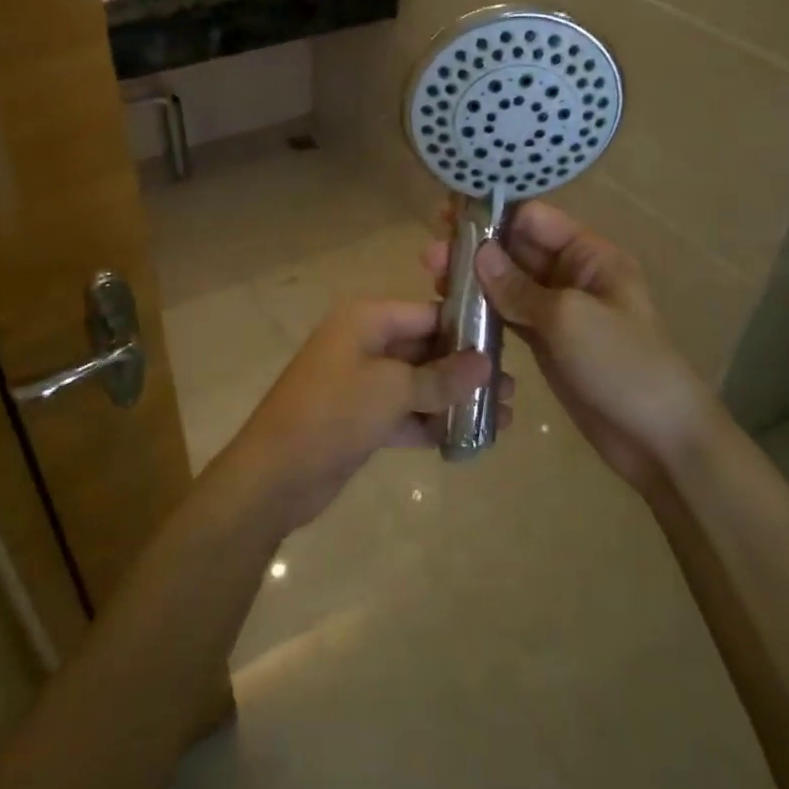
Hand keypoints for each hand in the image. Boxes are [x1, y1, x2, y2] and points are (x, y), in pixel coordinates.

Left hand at [224, 300, 502, 527]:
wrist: (274, 476)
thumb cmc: (332, 415)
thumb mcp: (391, 390)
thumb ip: (441, 377)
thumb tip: (486, 363)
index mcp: (367, 320)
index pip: (428, 312)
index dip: (468, 328)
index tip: (510, 346)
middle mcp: (365, 343)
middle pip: (426, 348)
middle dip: (467, 369)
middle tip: (513, 390)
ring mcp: (363, 382)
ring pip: (419, 383)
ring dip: (455, 399)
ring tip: (505, 417)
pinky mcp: (362, 418)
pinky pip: (406, 412)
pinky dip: (433, 423)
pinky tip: (471, 439)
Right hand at [423, 201, 721, 495]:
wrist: (659, 438)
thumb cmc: (622, 364)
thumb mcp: (569, 318)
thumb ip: (518, 286)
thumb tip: (478, 251)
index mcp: (591, 256)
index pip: (536, 220)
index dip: (495, 217)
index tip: (451, 221)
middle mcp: (573, 275)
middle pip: (518, 249)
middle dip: (476, 248)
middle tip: (430, 255)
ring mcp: (558, 310)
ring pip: (509, 283)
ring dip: (474, 279)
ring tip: (431, 279)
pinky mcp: (546, 342)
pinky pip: (509, 315)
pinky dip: (483, 310)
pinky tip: (451, 308)